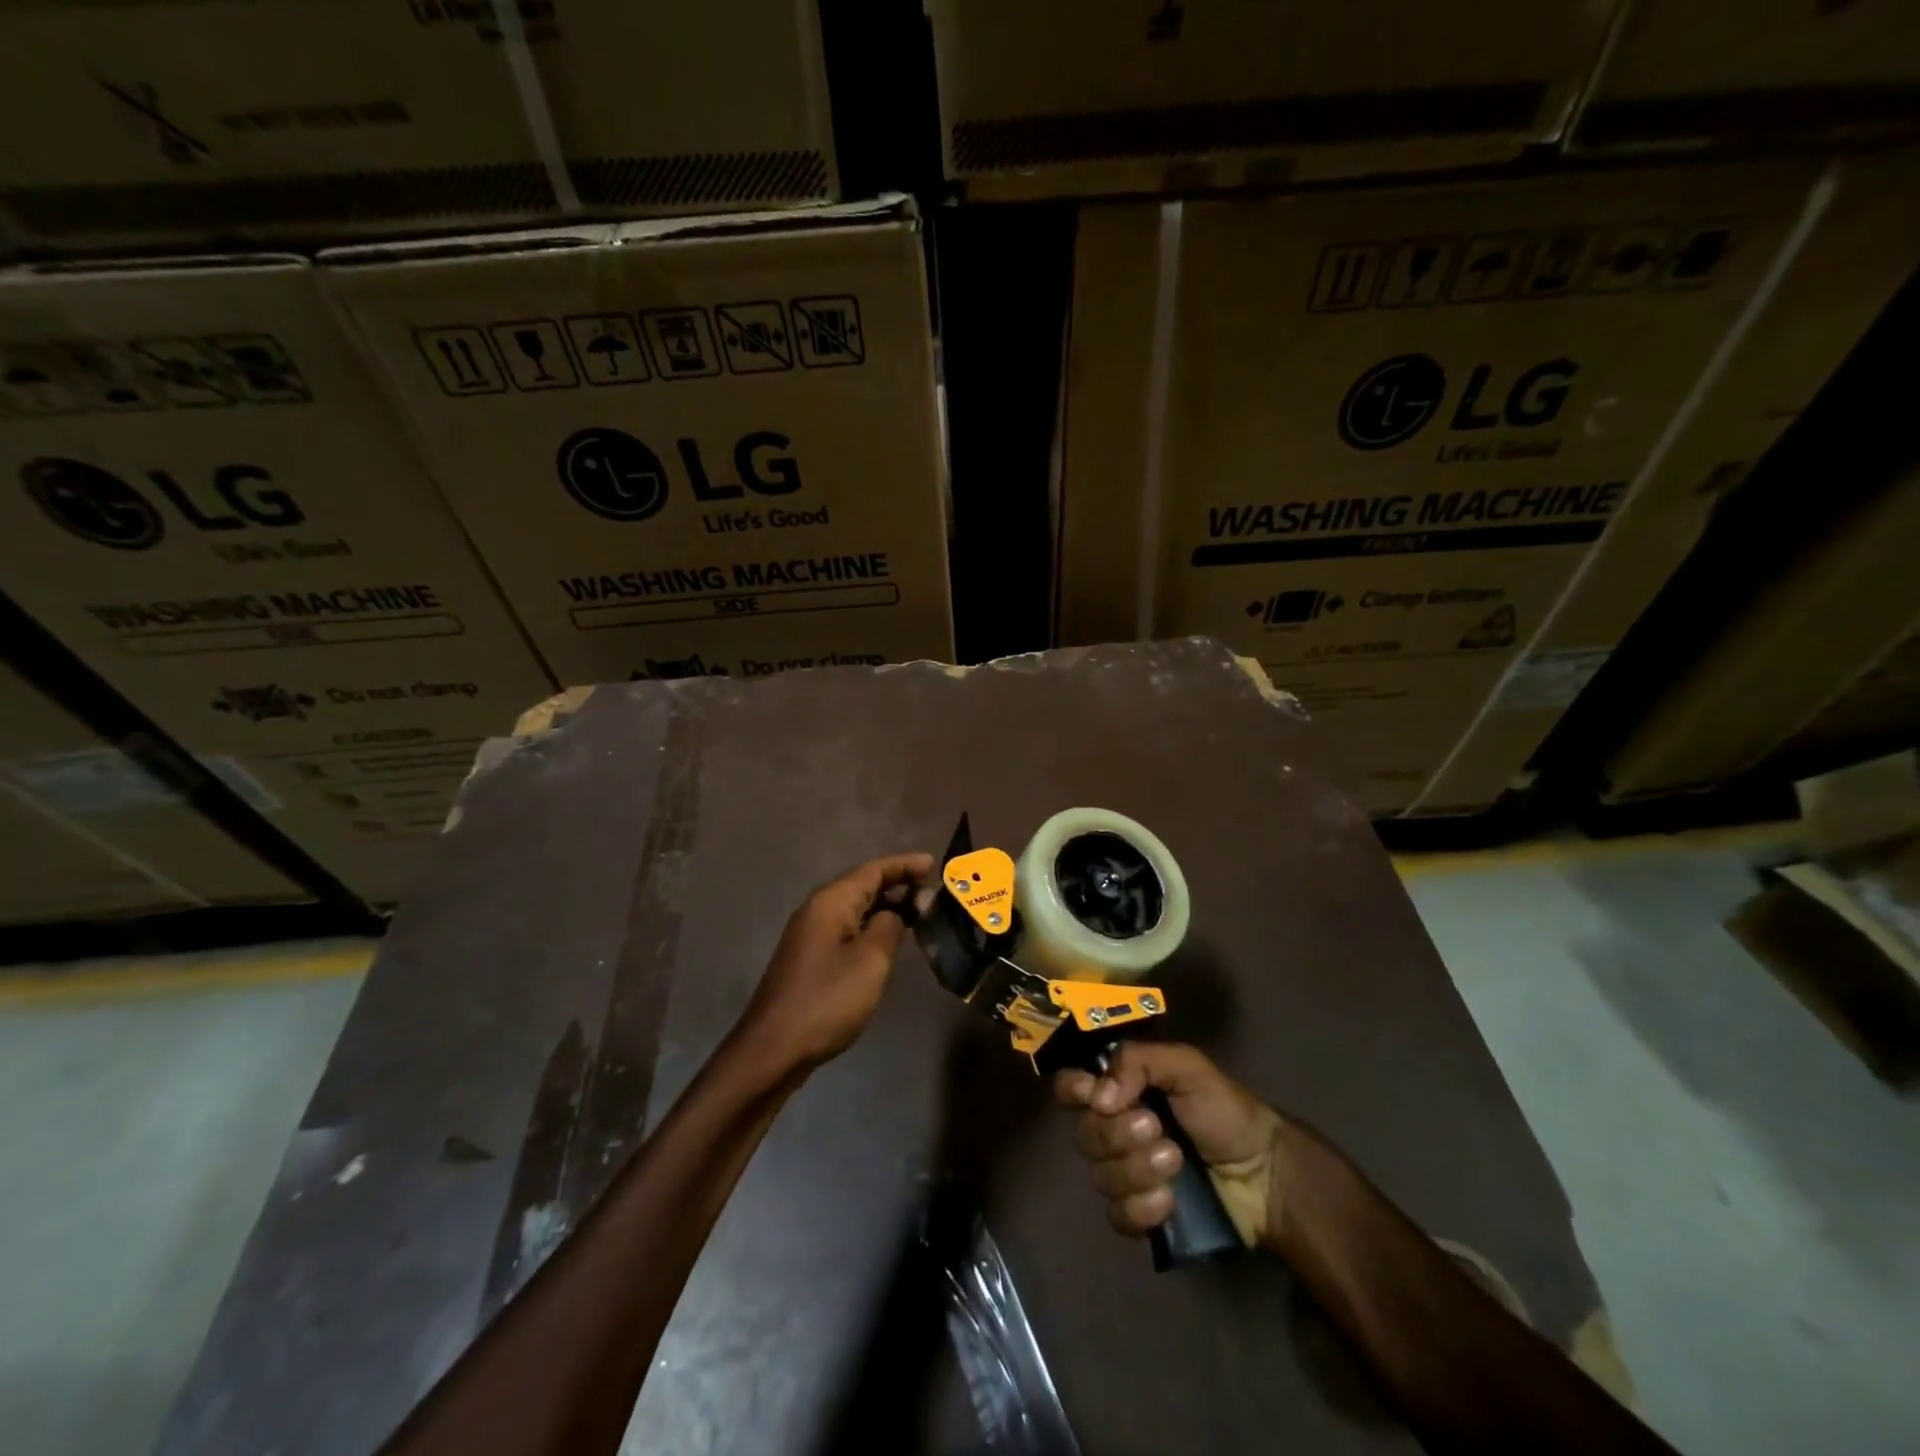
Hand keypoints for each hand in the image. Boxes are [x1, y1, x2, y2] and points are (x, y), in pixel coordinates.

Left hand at [733, 853, 934, 1076]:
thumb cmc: (826, 1000)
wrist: (773, 1049)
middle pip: (863, 885)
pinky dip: (872, 927)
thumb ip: (889, 927)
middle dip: (898, 885)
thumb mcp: (870, 961)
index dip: (904, 865)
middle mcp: (817, 910)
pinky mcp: (811, 959)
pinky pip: (848, 929)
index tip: (934, 865)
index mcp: (831, 902)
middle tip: (932, 895)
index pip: (873, 870)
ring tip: (919, 914)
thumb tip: (894, 914)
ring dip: (887, 907)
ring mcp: (811, 935)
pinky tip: (889, 941)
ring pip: (856, 909)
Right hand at [1054, 1042, 1286, 1248]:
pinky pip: (1117, 1216)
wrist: (1265, 1174)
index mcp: (1120, 1090)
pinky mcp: (1140, 1215)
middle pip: (1084, 1134)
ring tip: (1176, 1163)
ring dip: (1138, 1170)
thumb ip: (1139, 1062)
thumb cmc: (1225, 1111)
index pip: (1070, 1088)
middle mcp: (1114, 1129)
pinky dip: (1142, 1208)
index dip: (1074, 1092)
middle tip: (1159, 1129)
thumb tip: (1099, 1096)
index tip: (1100, 1098)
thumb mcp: (1187, 1067)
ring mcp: (1125, 1174)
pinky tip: (1170, 1201)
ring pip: (1100, 1177)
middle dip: (1120, 1135)